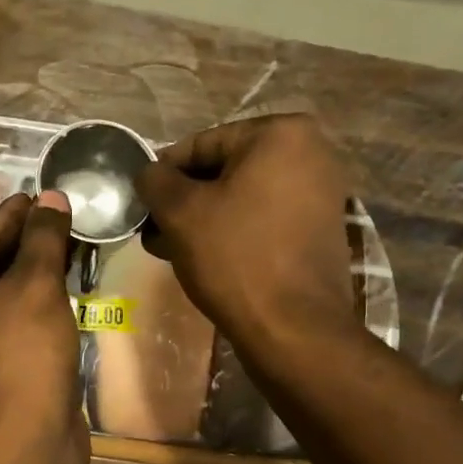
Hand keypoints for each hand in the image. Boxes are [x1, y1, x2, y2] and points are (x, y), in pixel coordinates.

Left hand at [0, 191, 84, 448]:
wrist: (25, 440)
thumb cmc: (20, 351)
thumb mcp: (35, 284)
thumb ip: (43, 237)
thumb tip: (53, 197)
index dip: (14, 215)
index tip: (41, 195)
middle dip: (25, 242)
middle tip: (60, 216)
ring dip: (32, 271)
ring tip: (68, 243)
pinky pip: (8, 319)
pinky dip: (33, 301)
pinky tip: (63, 284)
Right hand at [136, 114, 357, 354]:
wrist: (294, 329)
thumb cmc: (235, 257)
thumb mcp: (180, 212)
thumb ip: (155, 180)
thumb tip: (149, 173)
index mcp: (281, 133)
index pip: (201, 144)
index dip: (164, 175)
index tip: (141, 204)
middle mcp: (311, 153)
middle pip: (224, 170)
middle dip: (185, 200)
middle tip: (154, 230)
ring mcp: (321, 192)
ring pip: (241, 197)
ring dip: (203, 218)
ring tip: (170, 248)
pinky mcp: (320, 229)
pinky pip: (263, 218)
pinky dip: (233, 231)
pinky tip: (203, 258)